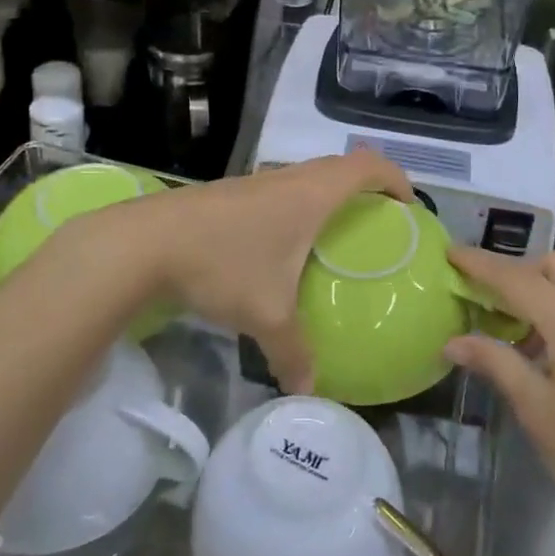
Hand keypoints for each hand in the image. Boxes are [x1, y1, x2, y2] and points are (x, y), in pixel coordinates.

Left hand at [113, 151, 411, 393]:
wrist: (146, 242)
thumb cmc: (222, 264)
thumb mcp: (265, 314)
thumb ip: (293, 352)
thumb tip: (308, 388)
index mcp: (311, 194)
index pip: (368, 166)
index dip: (395, 178)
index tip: (408, 207)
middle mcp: (288, 178)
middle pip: (340, 166)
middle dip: (366, 187)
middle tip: (378, 223)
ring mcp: (256, 182)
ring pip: (306, 177)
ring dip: (328, 195)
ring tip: (333, 235)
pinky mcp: (230, 192)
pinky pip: (280, 190)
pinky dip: (296, 205)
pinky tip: (281, 245)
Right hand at [445, 248, 554, 555]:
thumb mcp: (537, 411)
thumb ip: (496, 363)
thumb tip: (454, 340)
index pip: (519, 279)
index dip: (482, 264)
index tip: (451, 253)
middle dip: (517, 270)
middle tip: (484, 295)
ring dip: (543, 291)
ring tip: (514, 329)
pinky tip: (552, 353)